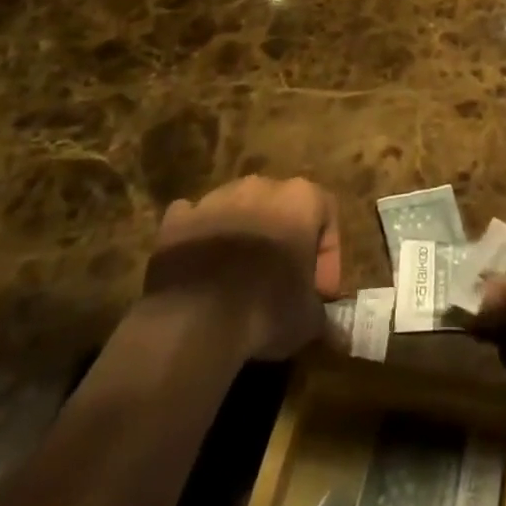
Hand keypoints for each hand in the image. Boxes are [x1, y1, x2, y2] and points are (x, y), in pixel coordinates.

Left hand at [145, 175, 341, 360]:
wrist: (195, 320)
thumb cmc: (266, 308)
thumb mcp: (308, 319)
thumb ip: (319, 311)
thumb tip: (322, 320)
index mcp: (301, 197)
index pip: (327, 213)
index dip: (327, 254)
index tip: (319, 291)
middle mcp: (261, 186)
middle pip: (280, 207)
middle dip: (282, 239)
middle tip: (280, 282)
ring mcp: (216, 198)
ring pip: (237, 210)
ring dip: (241, 237)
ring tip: (236, 282)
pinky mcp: (178, 219)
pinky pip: (194, 221)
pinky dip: (199, 239)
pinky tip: (199, 270)